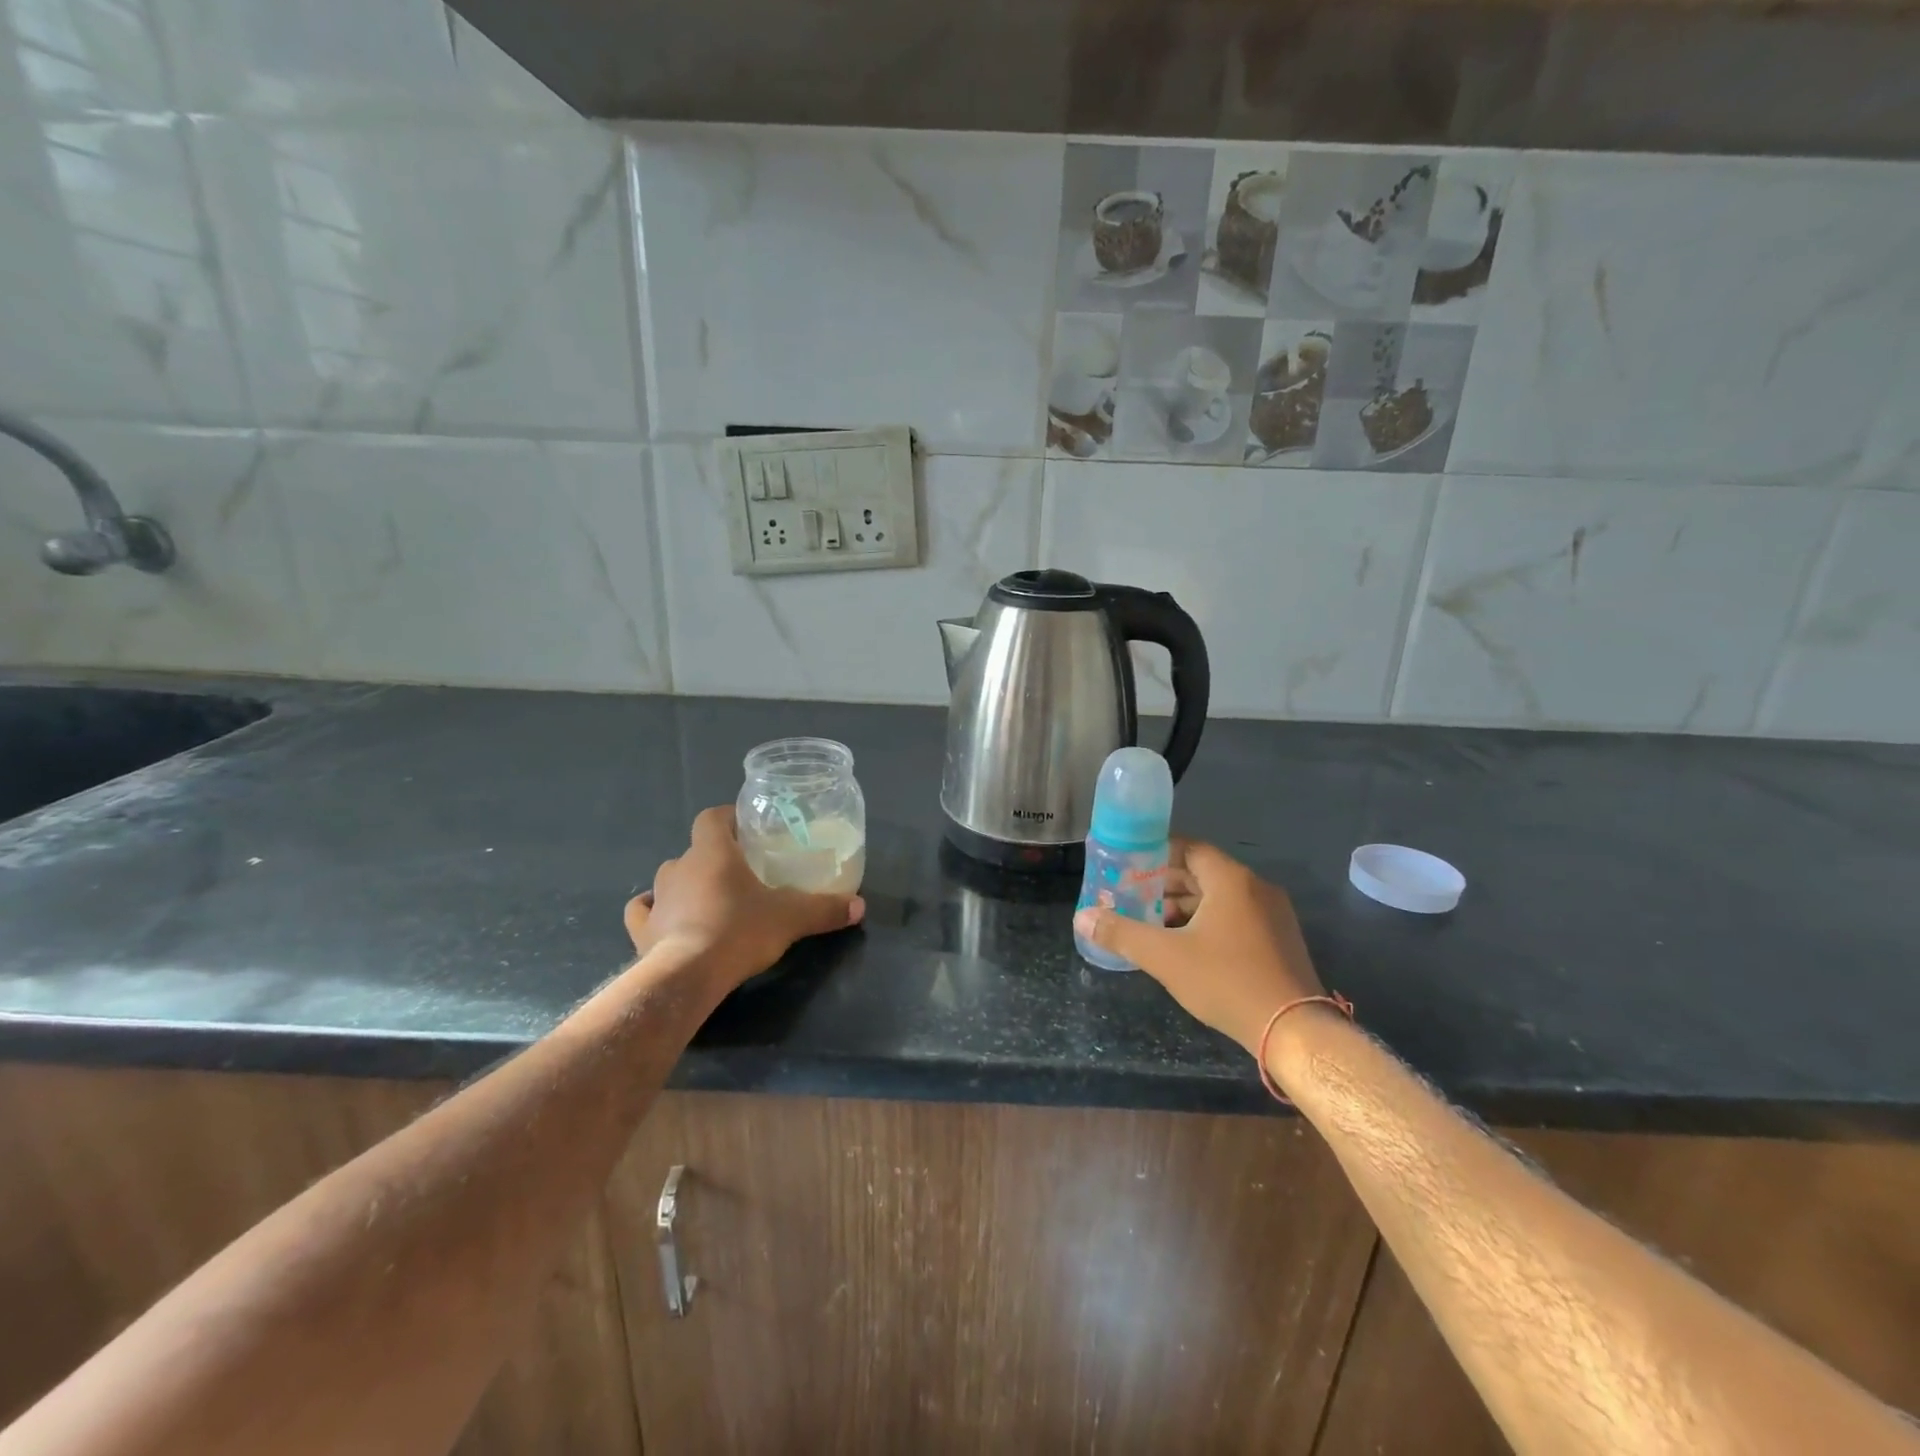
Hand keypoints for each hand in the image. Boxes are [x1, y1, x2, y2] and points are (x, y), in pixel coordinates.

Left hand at [624, 806, 864, 995]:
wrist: (689, 976)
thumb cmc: (739, 930)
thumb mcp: (792, 917)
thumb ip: (825, 909)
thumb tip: (859, 906)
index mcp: (713, 852)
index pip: (712, 817)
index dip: (727, 818)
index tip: (746, 827)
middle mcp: (680, 867)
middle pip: (694, 850)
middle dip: (714, 857)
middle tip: (740, 873)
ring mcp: (658, 898)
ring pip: (670, 878)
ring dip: (686, 883)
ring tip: (710, 899)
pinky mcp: (643, 931)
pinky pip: (643, 912)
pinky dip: (654, 911)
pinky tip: (665, 918)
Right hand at [1074, 841, 1324, 1055]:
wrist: (1295, 1030)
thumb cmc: (1226, 981)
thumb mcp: (1165, 957)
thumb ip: (1121, 933)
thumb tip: (1082, 917)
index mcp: (1231, 879)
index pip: (1189, 848)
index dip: (1156, 854)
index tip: (1129, 866)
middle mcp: (1256, 887)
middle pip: (1203, 873)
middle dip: (1166, 884)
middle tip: (1133, 897)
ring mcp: (1273, 914)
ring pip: (1220, 897)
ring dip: (1186, 906)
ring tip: (1153, 924)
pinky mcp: (1280, 939)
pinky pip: (1237, 916)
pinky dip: (1209, 921)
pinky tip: (1187, 946)